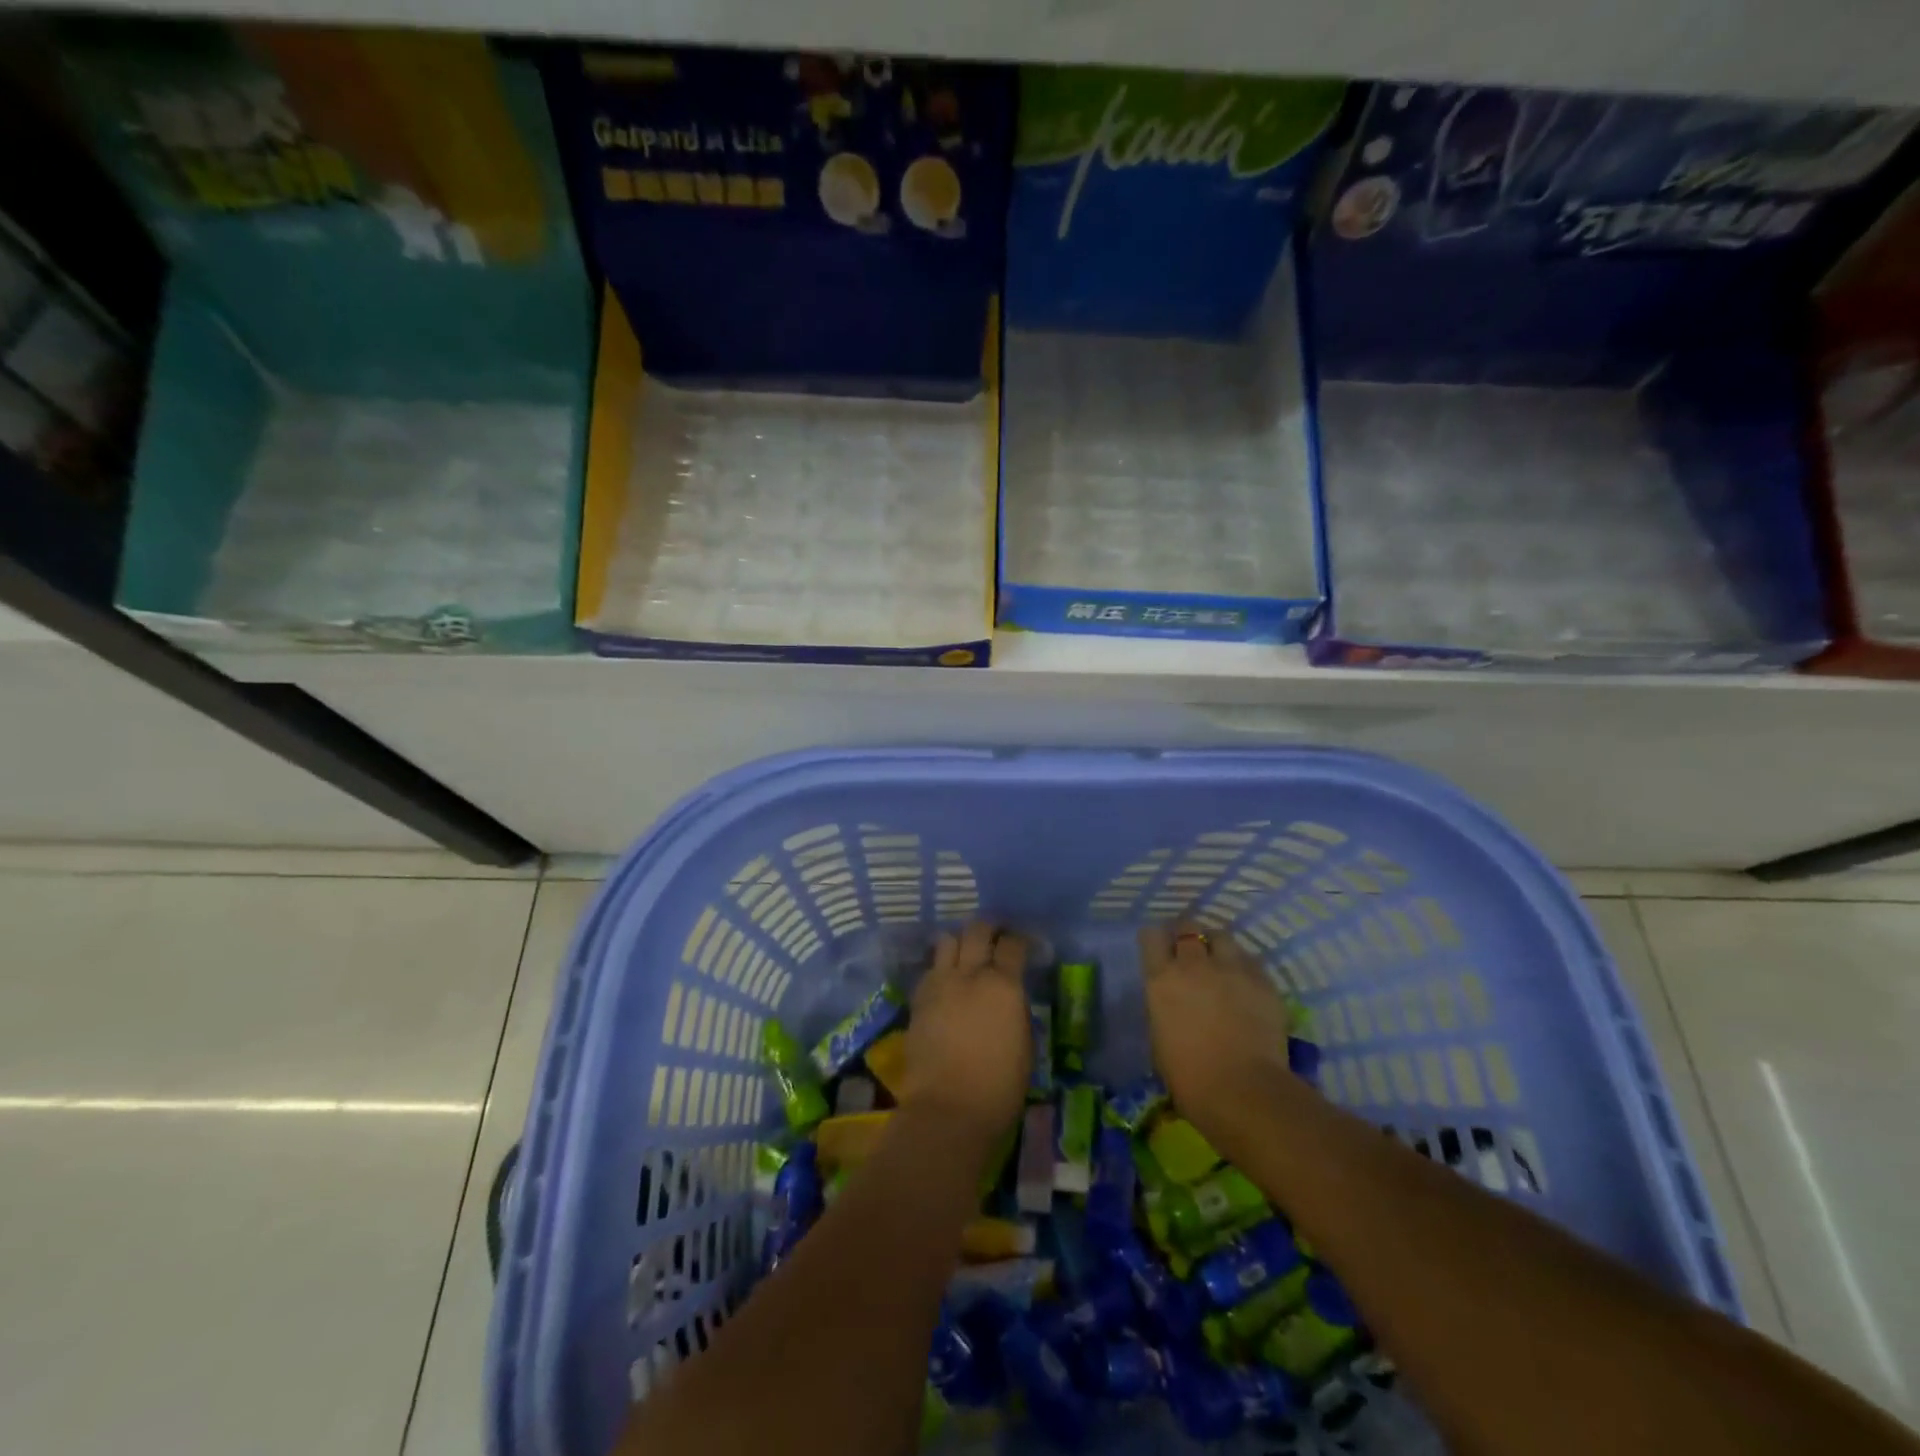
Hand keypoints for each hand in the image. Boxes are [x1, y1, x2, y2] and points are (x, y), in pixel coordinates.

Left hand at [899, 923, 1030, 1157]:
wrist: (948, 1109)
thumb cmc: (999, 1086)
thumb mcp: (1024, 1044)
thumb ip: (1016, 1010)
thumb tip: (1010, 997)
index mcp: (1004, 985)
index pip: (1013, 944)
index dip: (1019, 940)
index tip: (1022, 944)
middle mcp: (970, 974)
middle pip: (977, 930)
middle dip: (988, 927)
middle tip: (994, 935)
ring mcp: (940, 983)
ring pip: (947, 941)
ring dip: (959, 942)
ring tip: (965, 953)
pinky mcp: (918, 998)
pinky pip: (930, 969)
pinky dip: (940, 968)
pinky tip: (945, 981)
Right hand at [1139, 922, 1293, 1145]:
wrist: (1242, 1090)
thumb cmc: (1189, 1076)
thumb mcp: (1159, 1037)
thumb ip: (1164, 1006)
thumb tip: (1172, 1000)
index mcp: (1162, 979)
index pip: (1151, 937)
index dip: (1155, 940)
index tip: (1159, 948)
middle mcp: (1194, 964)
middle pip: (1188, 927)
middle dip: (1187, 935)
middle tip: (1190, 951)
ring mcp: (1231, 969)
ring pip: (1222, 936)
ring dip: (1217, 945)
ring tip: (1221, 961)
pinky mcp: (1263, 981)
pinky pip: (1250, 961)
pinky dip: (1244, 966)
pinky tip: (1245, 983)